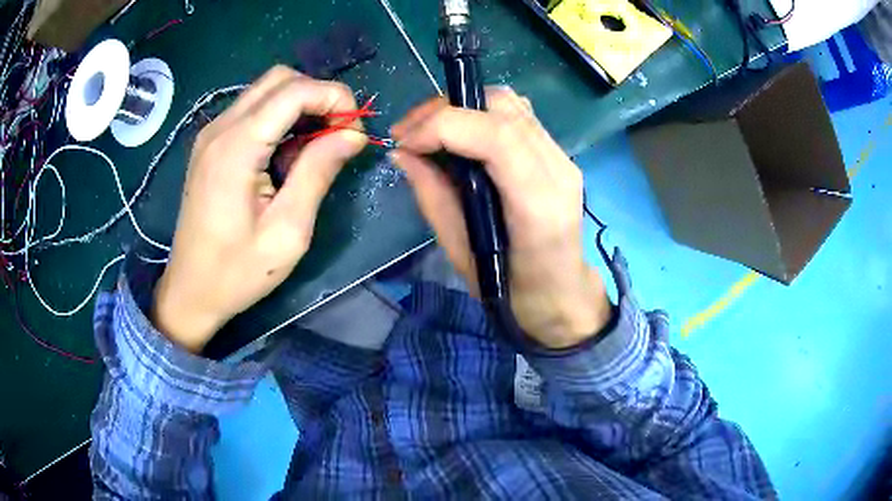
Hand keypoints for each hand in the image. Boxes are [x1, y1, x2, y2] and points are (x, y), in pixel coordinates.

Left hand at [152, 66, 366, 351]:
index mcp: (236, 148)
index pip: (294, 90)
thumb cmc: (237, 272)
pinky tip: (286, 153)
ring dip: (300, 105)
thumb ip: (318, 173)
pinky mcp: (210, 144)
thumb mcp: (287, 232)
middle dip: (318, 96)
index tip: (354, 131)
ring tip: (315, 147)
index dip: (334, 98)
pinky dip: (280, 118)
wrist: (190, 291)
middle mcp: (220, 128)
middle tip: (337, 135)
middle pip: (280, 79)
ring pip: (266, 90)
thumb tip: (352, 135)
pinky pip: (253, 110)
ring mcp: (211, 134)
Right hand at [391, 88, 611, 348]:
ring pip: (510, 103)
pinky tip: (461, 137)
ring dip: (461, 107)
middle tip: (409, 134)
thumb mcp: (461, 253)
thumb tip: (402, 154)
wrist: (561, 294)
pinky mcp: (558, 154)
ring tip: (428, 132)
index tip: (404, 143)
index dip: (442, 126)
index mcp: (537, 205)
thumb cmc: (511, 290)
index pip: (495, 136)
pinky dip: (480, 114)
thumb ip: (433, 197)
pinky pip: (517, 115)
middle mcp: (557, 170)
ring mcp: (563, 157)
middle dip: (445, 109)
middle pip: (502, 107)